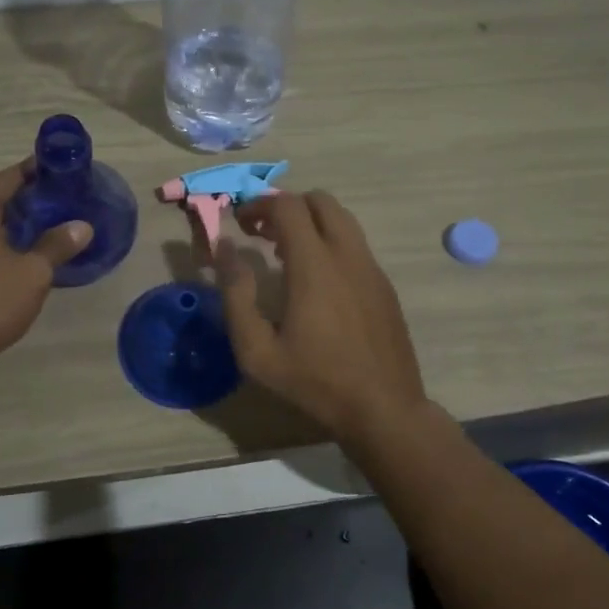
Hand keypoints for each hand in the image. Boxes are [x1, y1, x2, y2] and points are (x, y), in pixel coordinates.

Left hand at [0, 161, 91, 387]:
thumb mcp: (32, 273)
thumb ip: (57, 245)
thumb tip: (83, 226)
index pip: (9, 176)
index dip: (39, 174)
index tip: (65, 175)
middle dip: (25, 199)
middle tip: (59, 204)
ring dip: (6, 221)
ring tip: (42, 228)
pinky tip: (13, 254)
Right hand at [216, 191, 426, 439]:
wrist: (384, 408)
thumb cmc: (314, 381)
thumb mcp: (257, 350)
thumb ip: (236, 294)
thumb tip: (224, 248)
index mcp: (314, 264)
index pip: (287, 205)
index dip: (259, 204)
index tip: (240, 222)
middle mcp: (347, 254)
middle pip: (320, 200)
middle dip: (287, 206)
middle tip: (262, 233)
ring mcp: (371, 267)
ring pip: (342, 219)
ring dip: (310, 222)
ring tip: (285, 255)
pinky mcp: (384, 284)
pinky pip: (354, 245)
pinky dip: (330, 243)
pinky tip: (316, 282)